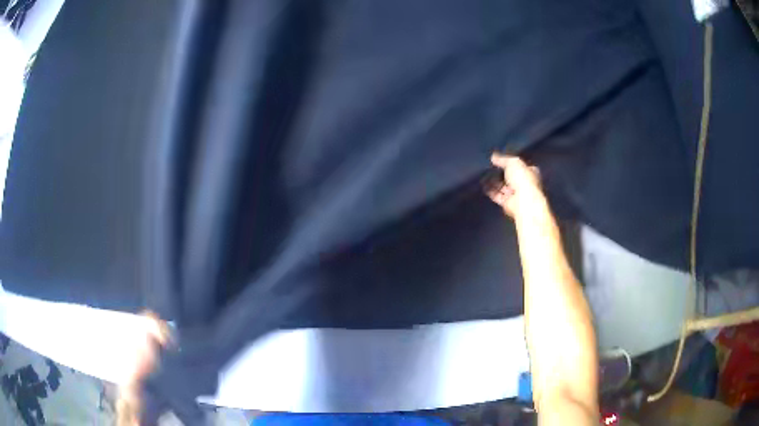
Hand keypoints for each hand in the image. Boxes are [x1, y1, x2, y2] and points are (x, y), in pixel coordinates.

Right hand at [486, 153, 543, 218]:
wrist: (523, 202)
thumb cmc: (523, 179)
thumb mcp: (513, 162)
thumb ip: (503, 159)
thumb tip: (493, 157)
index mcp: (530, 172)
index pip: (521, 165)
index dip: (511, 162)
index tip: (501, 158)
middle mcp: (524, 183)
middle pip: (511, 176)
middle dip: (501, 172)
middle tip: (490, 166)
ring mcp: (516, 194)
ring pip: (503, 186)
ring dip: (494, 181)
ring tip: (483, 174)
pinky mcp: (507, 202)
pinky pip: (497, 195)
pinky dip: (490, 191)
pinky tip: (483, 184)